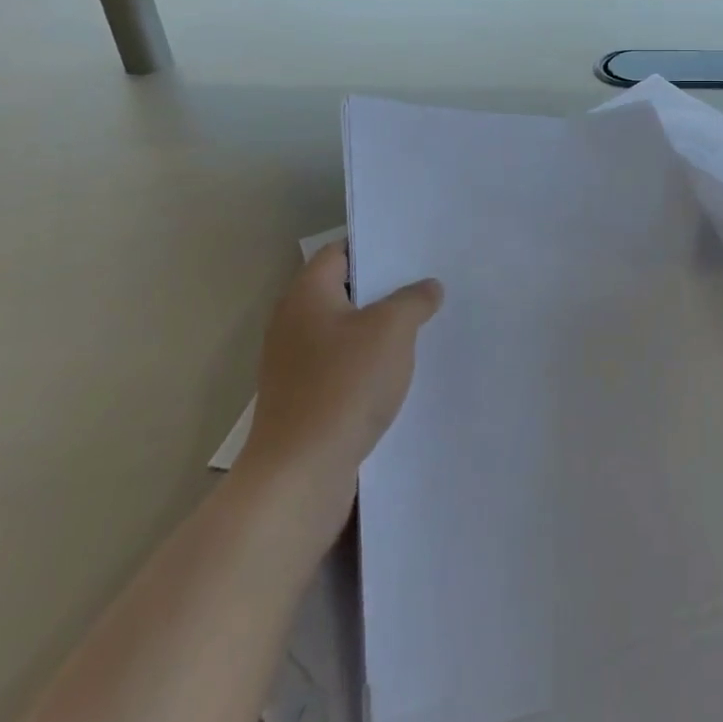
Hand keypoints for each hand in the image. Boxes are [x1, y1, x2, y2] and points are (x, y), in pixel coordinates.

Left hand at [238, 241, 442, 479]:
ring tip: (424, 324)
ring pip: (346, 331)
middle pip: (344, 291)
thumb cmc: (343, 386)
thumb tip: (428, 287)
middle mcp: (294, 323)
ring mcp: (296, 364)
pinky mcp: (305, 398)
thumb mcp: (391, 330)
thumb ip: (413, 300)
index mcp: (306, 295)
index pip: (340, 252)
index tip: (413, 248)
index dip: (375, 246)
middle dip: (385, 288)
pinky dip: (369, 363)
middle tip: (428, 283)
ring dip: (380, 329)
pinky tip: (401, 371)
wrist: (299, 475)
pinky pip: (343, 366)